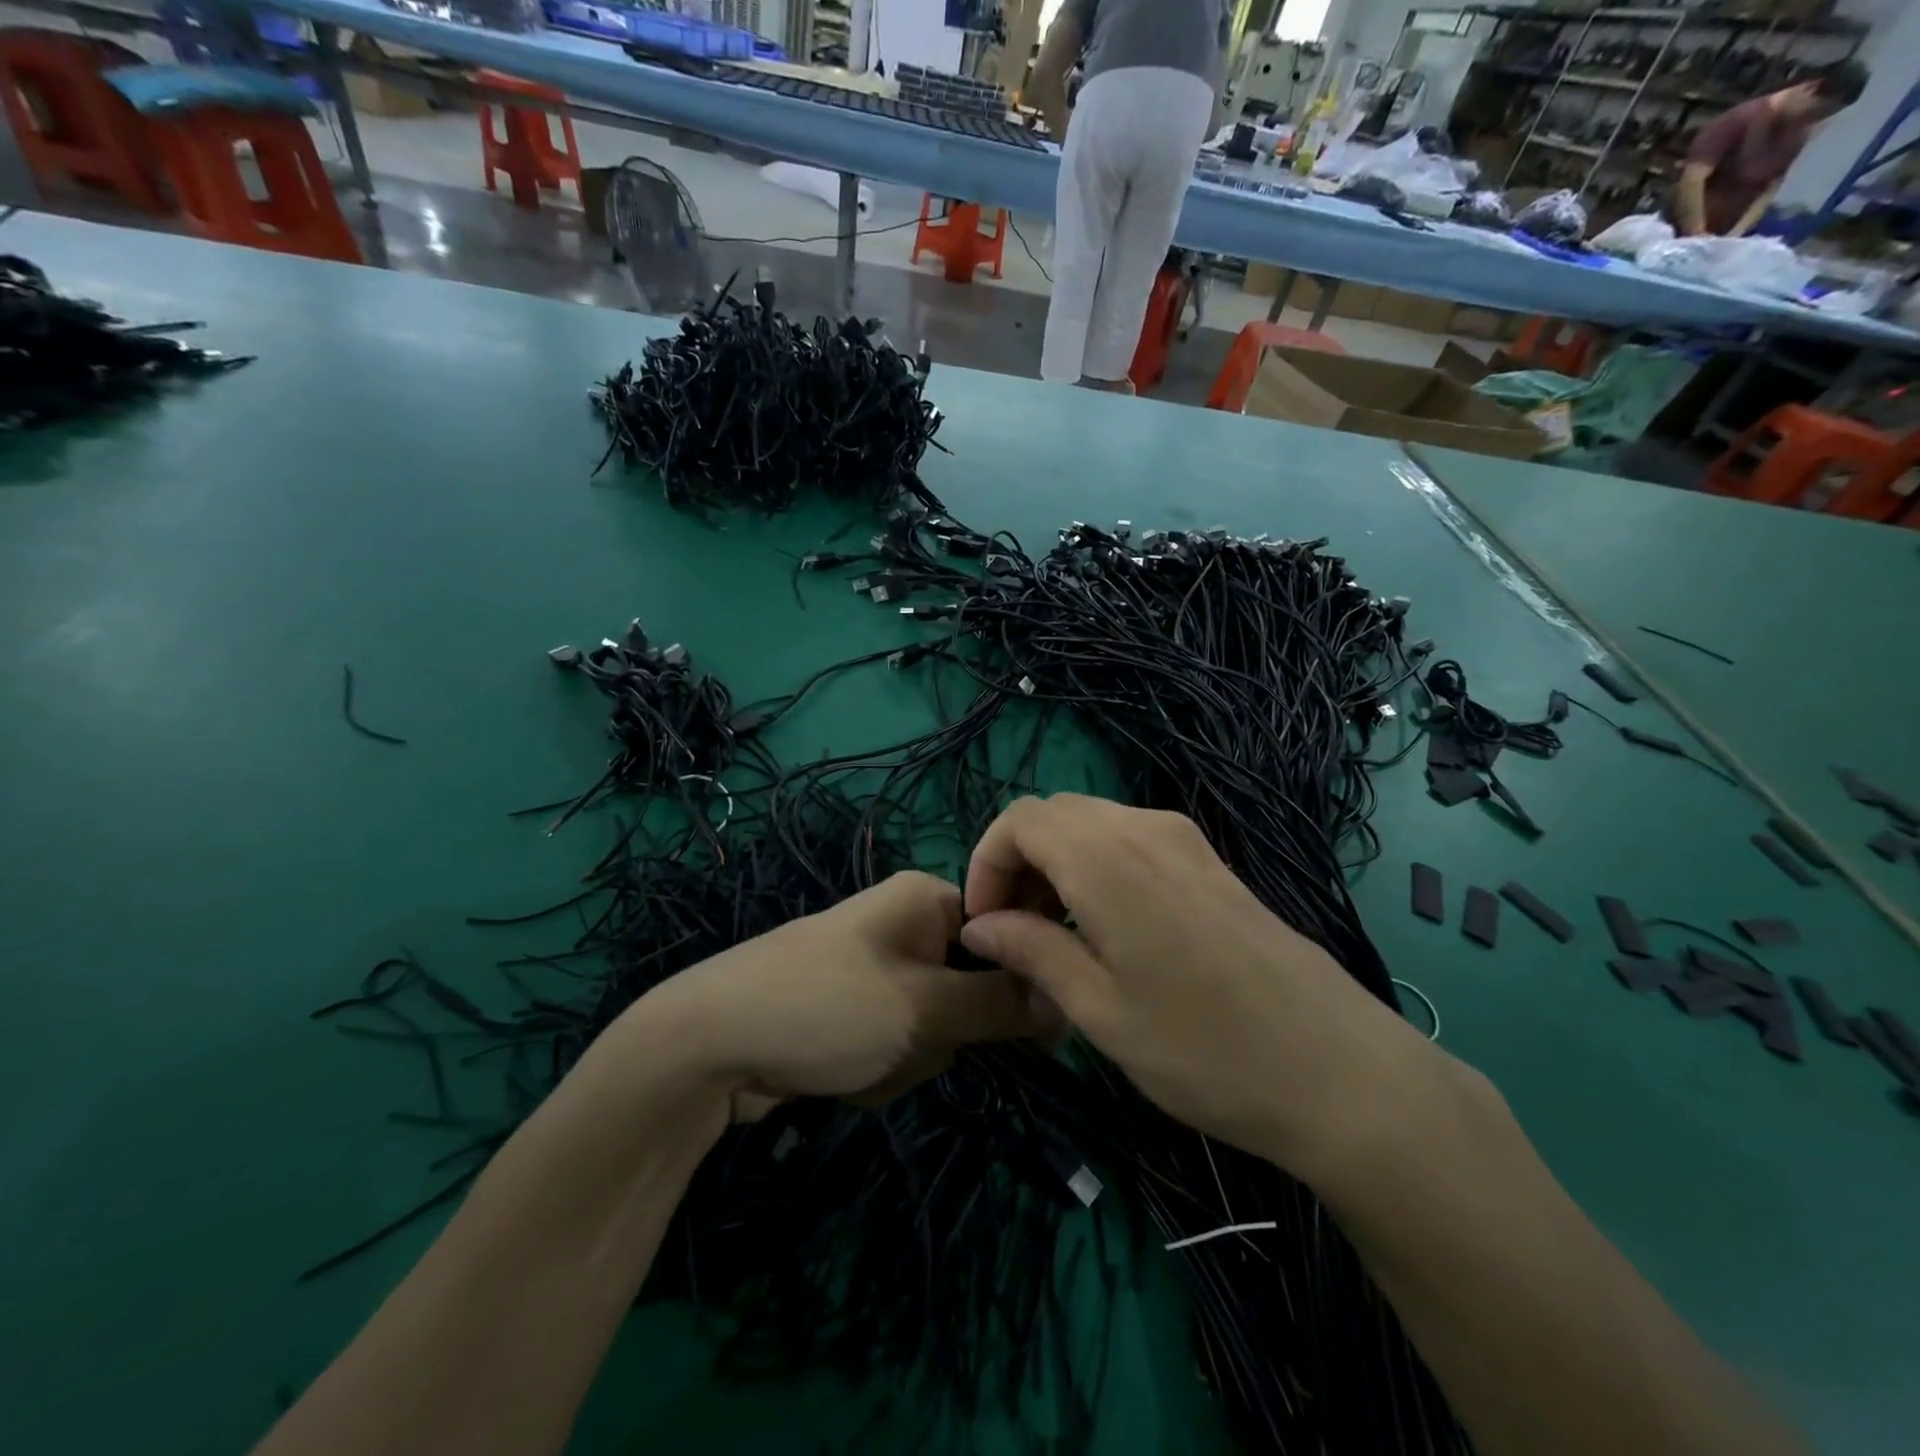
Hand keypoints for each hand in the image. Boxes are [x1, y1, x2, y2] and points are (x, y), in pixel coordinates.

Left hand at [623, 871, 1058, 1120]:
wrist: (707, 1046)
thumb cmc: (827, 1008)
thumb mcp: (924, 1008)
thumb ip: (1000, 1003)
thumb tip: (1064, 997)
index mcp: (926, 899)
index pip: (1006, 933)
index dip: (1018, 983)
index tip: (1031, 1033)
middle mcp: (905, 923)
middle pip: (971, 987)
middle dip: (945, 1033)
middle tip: (905, 1041)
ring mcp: (877, 969)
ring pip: (936, 1026)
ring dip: (910, 1059)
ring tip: (862, 1060)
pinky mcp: (854, 1009)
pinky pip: (899, 1042)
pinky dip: (880, 1068)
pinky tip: (840, 1074)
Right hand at [958, 795, 1445, 1185]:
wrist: (1339, 1071)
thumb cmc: (1205, 1049)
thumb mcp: (1100, 1010)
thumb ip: (1032, 952)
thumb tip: (980, 926)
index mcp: (1108, 858)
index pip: (1020, 820)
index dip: (986, 862)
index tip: (984, 924)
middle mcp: (1145, 829)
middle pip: (1054, 815)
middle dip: (1018, 862)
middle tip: (1014, 932)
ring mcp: (1185, 840)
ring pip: (1092, 824)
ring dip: (1057, 864)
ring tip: (1055, 935)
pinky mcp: (1210, 862)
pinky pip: (1130, 840)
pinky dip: (1096, 866)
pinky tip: (1106, 928)